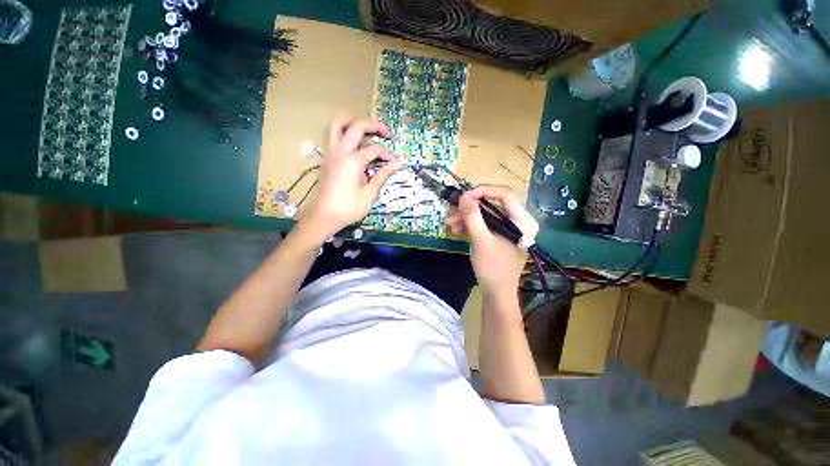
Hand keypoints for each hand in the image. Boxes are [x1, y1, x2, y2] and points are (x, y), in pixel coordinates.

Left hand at [300, 118, 403, 239]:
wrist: (323, 216)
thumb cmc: (348, 208)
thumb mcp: (369, 193)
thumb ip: (382, 175)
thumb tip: (397, 164)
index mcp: (353, 160)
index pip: (375, 149)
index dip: (388, 155)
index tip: (397, 164)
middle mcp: (341, 151)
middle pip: (357, 126)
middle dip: (375, 125)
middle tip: (387, 134)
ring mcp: (331, 152)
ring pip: (339, 124)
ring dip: (354, 122)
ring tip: (368, 131)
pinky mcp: (327, 158)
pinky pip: (334, 136)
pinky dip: (345, 132)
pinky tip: (356, 145)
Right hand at [445, 187, 538, 299]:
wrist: (496, 292)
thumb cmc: (493, 268)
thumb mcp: (481, 240)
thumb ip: (473, 217)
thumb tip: (464, 197)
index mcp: (522, 221)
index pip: (505, 195)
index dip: (484, 192)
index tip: (465, 197)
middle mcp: (518, 222)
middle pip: (494, 204)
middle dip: (471, 207)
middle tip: (454, 209)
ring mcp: (509, 229)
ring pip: (487, 214)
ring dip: (468, 217)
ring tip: (450, 222)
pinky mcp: (500, 236)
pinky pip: (486, 224)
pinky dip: (471, 225)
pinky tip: (457, 229)